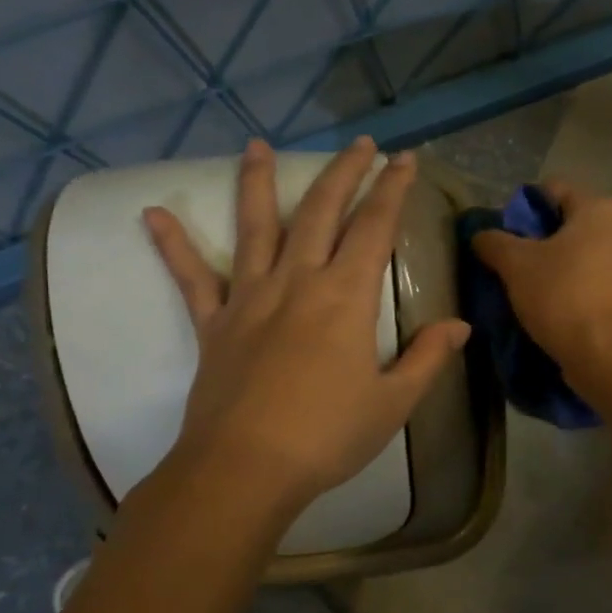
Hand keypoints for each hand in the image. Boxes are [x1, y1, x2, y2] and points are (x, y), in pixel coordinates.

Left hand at [143, 137, 470, 514]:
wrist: (246, 469)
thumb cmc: (328, 436)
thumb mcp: (393, 402)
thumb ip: (426, 358)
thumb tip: (459, 326)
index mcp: (346, 298)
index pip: (375, 228)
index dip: (393, 190)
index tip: (404, 160)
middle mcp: (297, 283)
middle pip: (321, 212)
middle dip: (343, 173)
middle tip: (358, 143)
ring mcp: (249, 299)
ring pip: (256, 228)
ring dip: (258, 184)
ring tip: (257, 146)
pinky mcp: (213, 324)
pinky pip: (192, 278)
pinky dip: (174, 246)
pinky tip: (152, 214)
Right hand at [470, 181, 611, 379]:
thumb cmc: (564, 297)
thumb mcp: (516, 266)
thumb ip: (494, 242)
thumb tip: (480, 234)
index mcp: (601, 208)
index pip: (555, 190)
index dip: (525, 208)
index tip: (506, 235)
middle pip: (578, 225)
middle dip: (548, 243)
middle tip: (519, 268)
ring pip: (595, 258)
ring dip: (570, 270)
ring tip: (541, 295)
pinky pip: (610, 285)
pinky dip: (589, 292)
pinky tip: (569, 313)